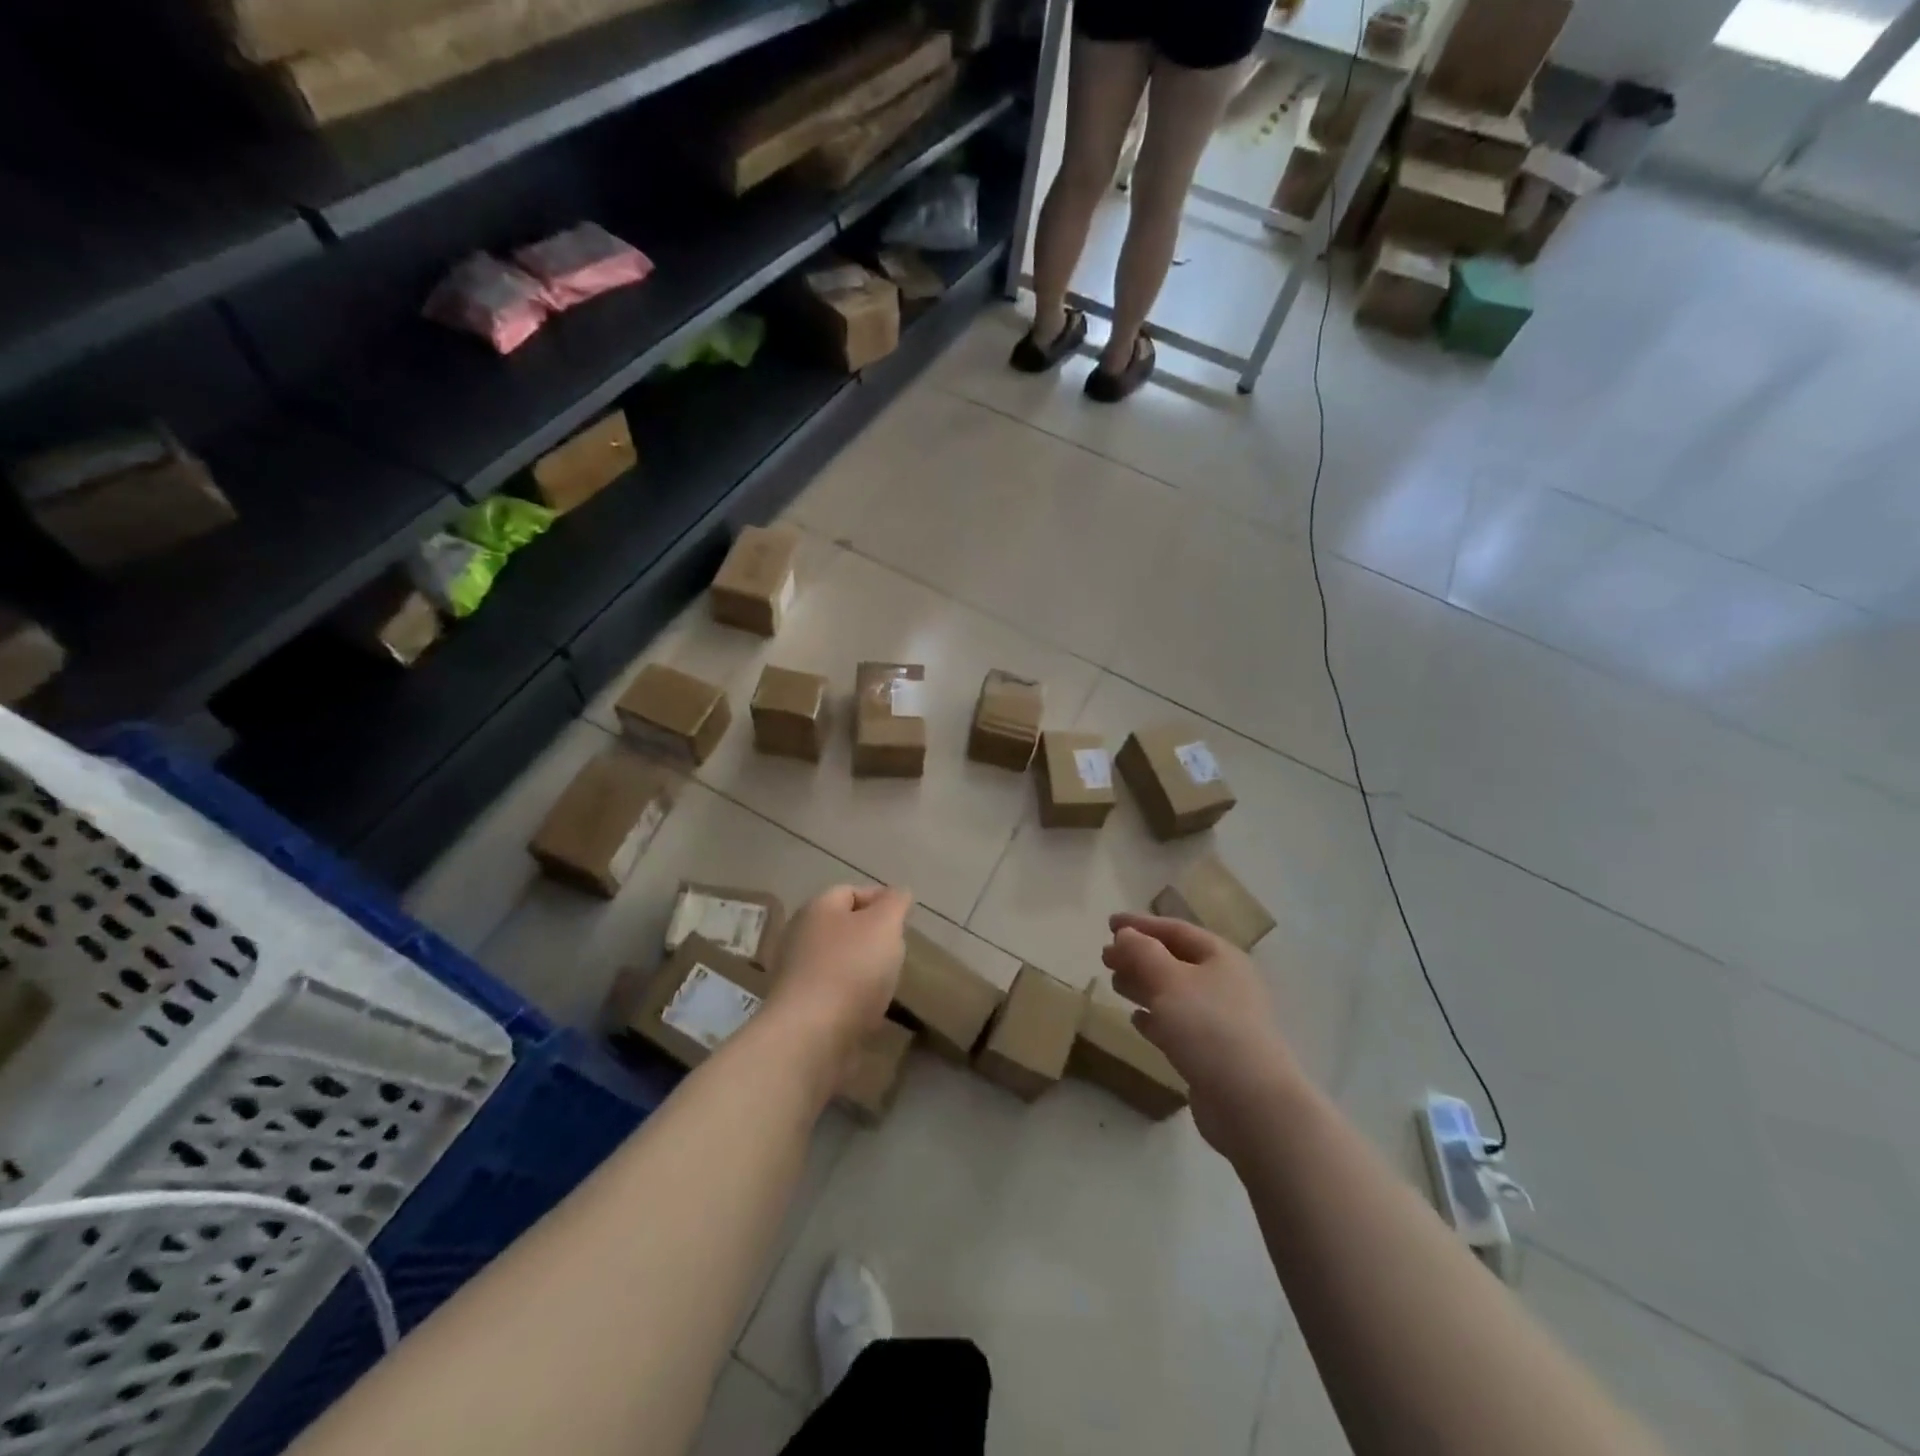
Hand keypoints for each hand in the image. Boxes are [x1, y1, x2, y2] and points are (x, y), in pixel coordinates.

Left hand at [766, 885, 911, 1055]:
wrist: (811, 1036)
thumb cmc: (851, 968)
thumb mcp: (884, 924)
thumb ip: (895, 903)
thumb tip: (898, 892)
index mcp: (817, 908)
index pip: (850, 891)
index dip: (880, 899)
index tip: (905, 919)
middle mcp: (801, 935)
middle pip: (843, 927)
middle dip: (872, 936)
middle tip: (898, 950)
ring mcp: (797, 974)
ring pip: (839, 960)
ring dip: (863, 968)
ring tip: (888, 982)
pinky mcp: (800, 1008)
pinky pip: (833, 992)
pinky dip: (852, 996)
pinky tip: (869, 1009)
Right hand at [1102, 913, 1302, 1155]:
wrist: (1251, 1102)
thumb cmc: (1209, 1028)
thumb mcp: (1169, 980)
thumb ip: (1142, 952)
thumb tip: (1125, 935)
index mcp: (1220, 957)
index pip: (1175, 929)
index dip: (1141, 924)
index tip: (1109, 923)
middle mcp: (1224, 983)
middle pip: (1174, 960)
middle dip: (1139, 956)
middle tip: (1105, 957)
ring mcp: (1221, 1020)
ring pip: (1174, 992)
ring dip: (1143, 985)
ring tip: (1114, 983)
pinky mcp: (1213, 1052)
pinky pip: (1178, 1025)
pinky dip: (1155, 1018)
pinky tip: (1136, 1020)